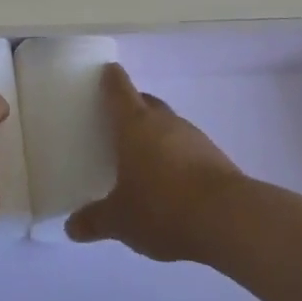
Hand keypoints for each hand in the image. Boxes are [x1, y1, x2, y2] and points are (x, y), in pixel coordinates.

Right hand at [66, 63, 244, 261]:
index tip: (105, 72)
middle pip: (146, 101)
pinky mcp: (216, 158)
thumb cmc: (162, 207)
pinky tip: (171, 180)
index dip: (111, 78)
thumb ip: (94, 221)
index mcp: (134, 124)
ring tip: (143, 156)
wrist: (230, 219)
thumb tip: (72, 228)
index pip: (119, 88)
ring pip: (169, 125)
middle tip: (117, 122)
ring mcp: (194, 137)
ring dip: (156, 133)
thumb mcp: (120, 220)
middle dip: (133, 106)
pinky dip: (176, 155)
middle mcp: (164, 122)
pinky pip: (188, 147)